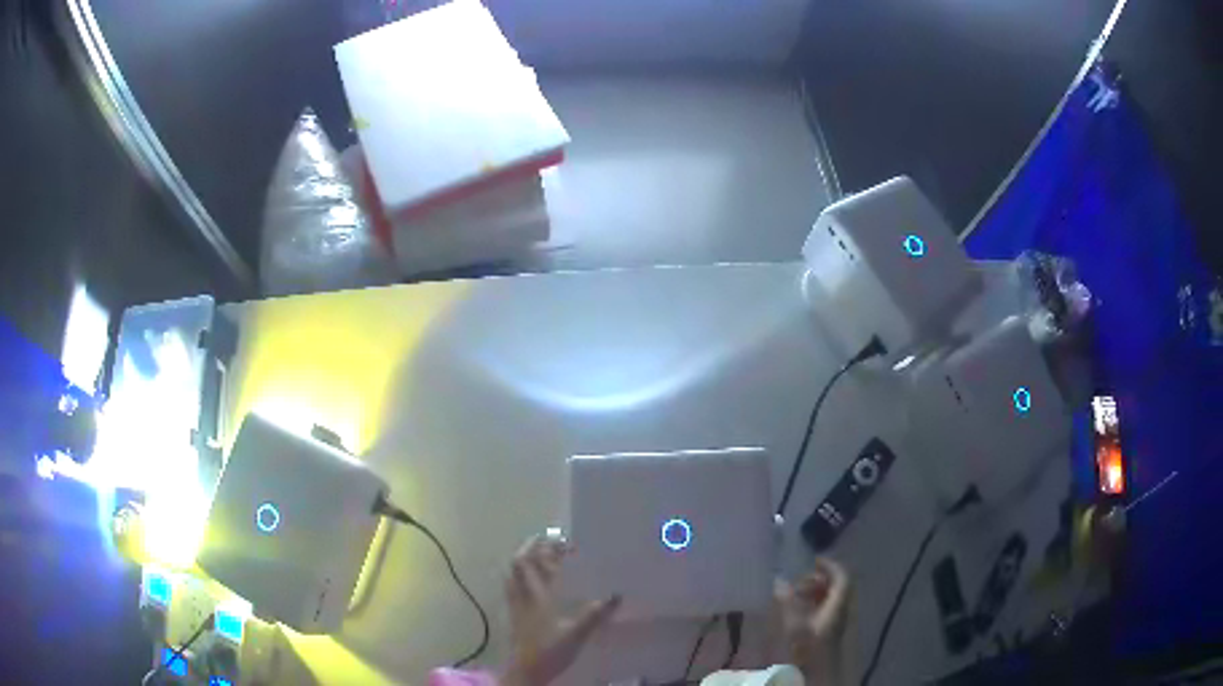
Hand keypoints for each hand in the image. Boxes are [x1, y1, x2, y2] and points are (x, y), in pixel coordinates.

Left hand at [502, 537, 620, 685]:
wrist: (526, 671)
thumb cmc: (550, 651)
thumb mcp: (577, 633)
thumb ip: (595, 614)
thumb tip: (617, 594)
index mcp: (538, 596)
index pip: (535, 563)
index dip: (546, 548)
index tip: (564, 541)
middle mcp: (523, 595)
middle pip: (519, 564)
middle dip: (532, 547)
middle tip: (548, 540)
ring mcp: (516, 604)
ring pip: (513, 574)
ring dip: (524, 559)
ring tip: (538, 554)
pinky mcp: (515, 614)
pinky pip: (513, 586)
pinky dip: (520, 575)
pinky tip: (529, 581)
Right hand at [774, 558, 850, 685]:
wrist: (819, 677)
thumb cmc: (808, 651)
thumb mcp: (795, 628)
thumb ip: (787, 604)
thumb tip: (778, 581)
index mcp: (838, 606)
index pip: (843, 577)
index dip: (830, 565)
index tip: (812, 560)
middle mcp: (842, 610)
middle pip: (838, 586)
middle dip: (820, 579)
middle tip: (799, 581)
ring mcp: (838, 622)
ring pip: (833, 598)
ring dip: (816, 592)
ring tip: (795, 596)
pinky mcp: (830, 632)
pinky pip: (827, 609)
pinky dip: (815, 604)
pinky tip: (798, 612)